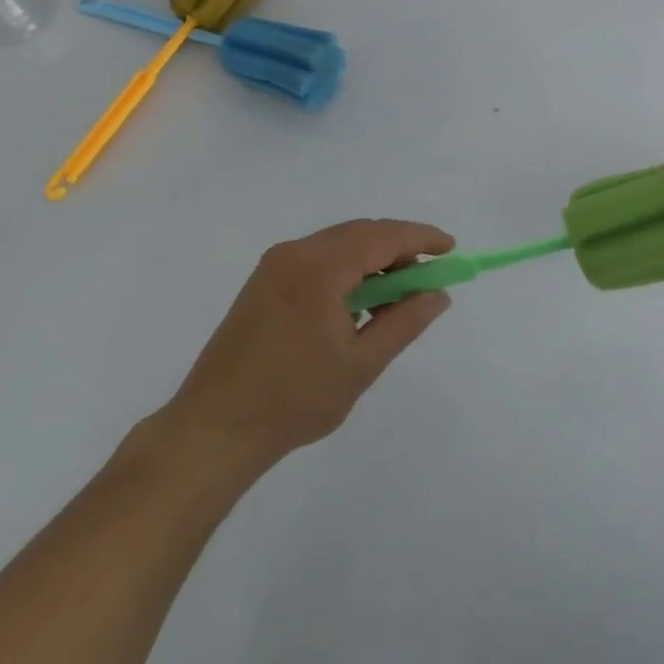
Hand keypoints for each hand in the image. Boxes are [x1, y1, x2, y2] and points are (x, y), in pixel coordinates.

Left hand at [158, 219, 454, 472]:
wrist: (213, 429)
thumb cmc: (293, 400)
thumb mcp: (361, 364)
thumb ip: (404, 322)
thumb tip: (438, 294)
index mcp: (320, 267)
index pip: (383, 236)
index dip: (421, 238)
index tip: (451, 249)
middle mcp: (295, 253)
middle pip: (361, 233)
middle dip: (399, 248)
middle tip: (427, 278)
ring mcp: (275, 265)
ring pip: (339, 244)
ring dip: (373, 259)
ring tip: (395, 298)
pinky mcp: (263, 282)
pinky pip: (318, 258)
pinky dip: (347, 269)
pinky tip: (357, 303)